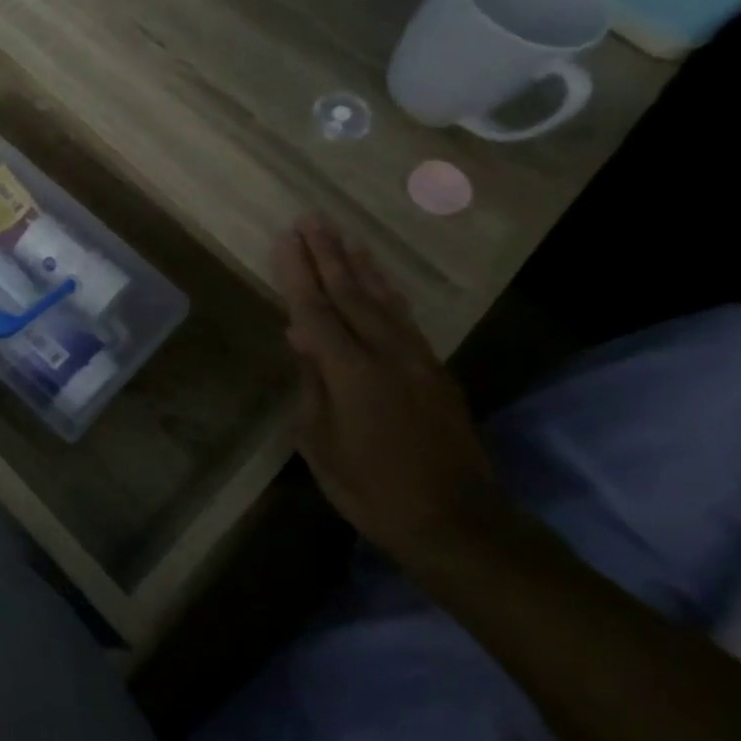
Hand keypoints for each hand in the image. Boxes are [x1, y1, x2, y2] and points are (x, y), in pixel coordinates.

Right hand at [271, 215, 498, 561]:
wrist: (456, 521)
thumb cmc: (371, 487)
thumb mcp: (320, 441)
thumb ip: (311, 382)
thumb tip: (300, 337)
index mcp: (351, 372)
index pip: (316, 310)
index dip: (298, 273)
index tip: (285, 238)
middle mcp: (387, 355)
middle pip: (351, 294)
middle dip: (328, 254)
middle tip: (312, 219)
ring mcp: (418, 361)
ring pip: (384, 301)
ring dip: (361, 266)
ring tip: (345, 236)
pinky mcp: (437, 373)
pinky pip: (405, 320)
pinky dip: (388, 294)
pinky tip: (380, 282)